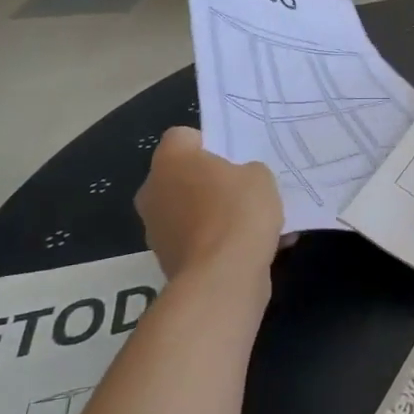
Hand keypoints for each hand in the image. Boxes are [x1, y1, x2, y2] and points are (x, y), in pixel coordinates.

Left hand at [134, 127, 282, 280]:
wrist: (222, 277)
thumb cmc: (238, 211)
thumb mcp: (259, 176)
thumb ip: (246, 171)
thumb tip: (239, 183)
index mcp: (170, 160)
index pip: (183, 136)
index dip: (209, 142)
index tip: (232, 157)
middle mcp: (153, 190)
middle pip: (183, 176)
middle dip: (209, 182)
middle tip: (242, 188)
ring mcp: (156, 229)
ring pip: (190, 211)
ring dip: (214, 215)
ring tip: (254, 225)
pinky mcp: (166, 261)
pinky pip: (198, 241)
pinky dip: (219, 243)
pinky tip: (255, 249)